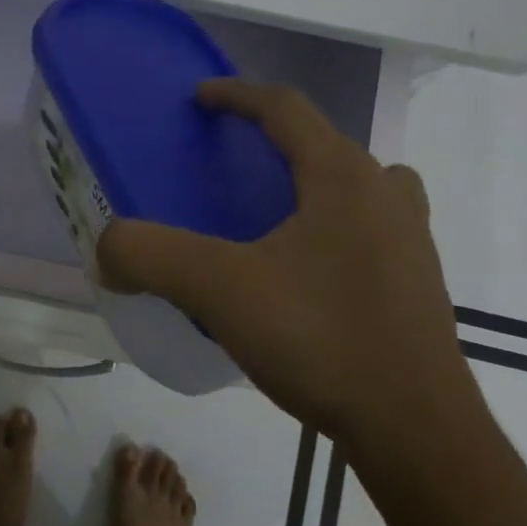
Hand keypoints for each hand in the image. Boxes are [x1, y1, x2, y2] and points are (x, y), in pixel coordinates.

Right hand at [96, 80, 485, 485]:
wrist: (418, 431)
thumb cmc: (322, 340)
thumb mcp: (221, 292)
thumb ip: (152, 257)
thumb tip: (106, 249)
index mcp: (342, 176)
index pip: (285, 108)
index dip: (237, 94)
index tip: (201, 97)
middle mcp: (384, 192)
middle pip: (323, 141)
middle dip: (274, 138)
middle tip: (231, 159)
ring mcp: (412, 237)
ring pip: (356, 182)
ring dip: (313, 178)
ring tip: (273, 209)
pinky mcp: (420, 280)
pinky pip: (371, 224)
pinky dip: (335, 222)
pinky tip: (307, 269)